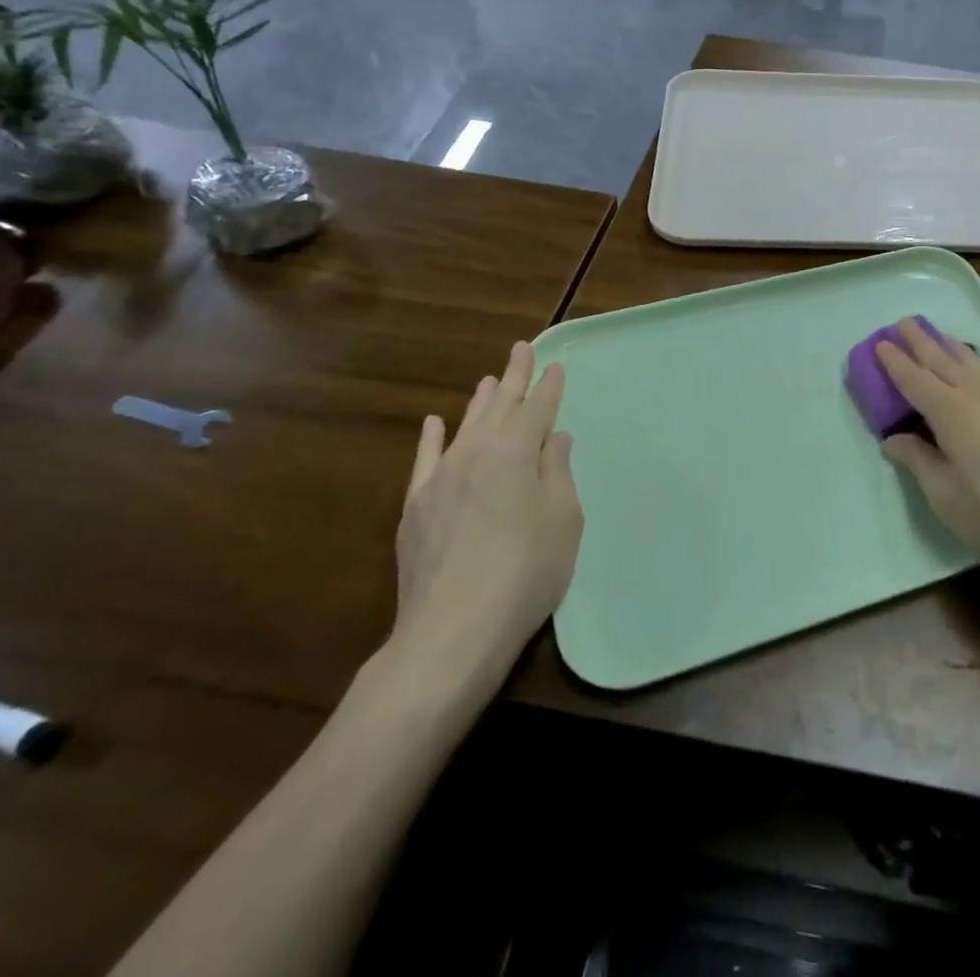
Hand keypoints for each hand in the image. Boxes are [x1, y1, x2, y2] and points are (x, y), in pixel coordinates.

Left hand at [390, 343, 582, 688]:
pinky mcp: (416, 505)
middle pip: (501, 405)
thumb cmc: (526, 572)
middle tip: (522, 349)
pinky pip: (425, 459)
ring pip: (465, 425)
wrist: (452, 630)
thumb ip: (557, 472)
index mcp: (517, 451)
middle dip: (515, 377)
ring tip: (490, 379)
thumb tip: (553, 438)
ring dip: (480, 401)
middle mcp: (477, 452)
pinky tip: (434, 422)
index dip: (549, 387)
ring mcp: (441, 477)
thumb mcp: (563, 520)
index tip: (555, 365)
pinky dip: (432, 437)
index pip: (538, 408)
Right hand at [877, 319, 979, 584]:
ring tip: (943, 339)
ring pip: (977, 367)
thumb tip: (893, 439)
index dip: (895, 362)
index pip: (915, 379)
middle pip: (945, 361)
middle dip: (922, 341)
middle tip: (905, 321)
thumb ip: (918, 461)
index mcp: (950, 412)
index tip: (880, 343)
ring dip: (955, 351)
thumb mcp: (944, 496)